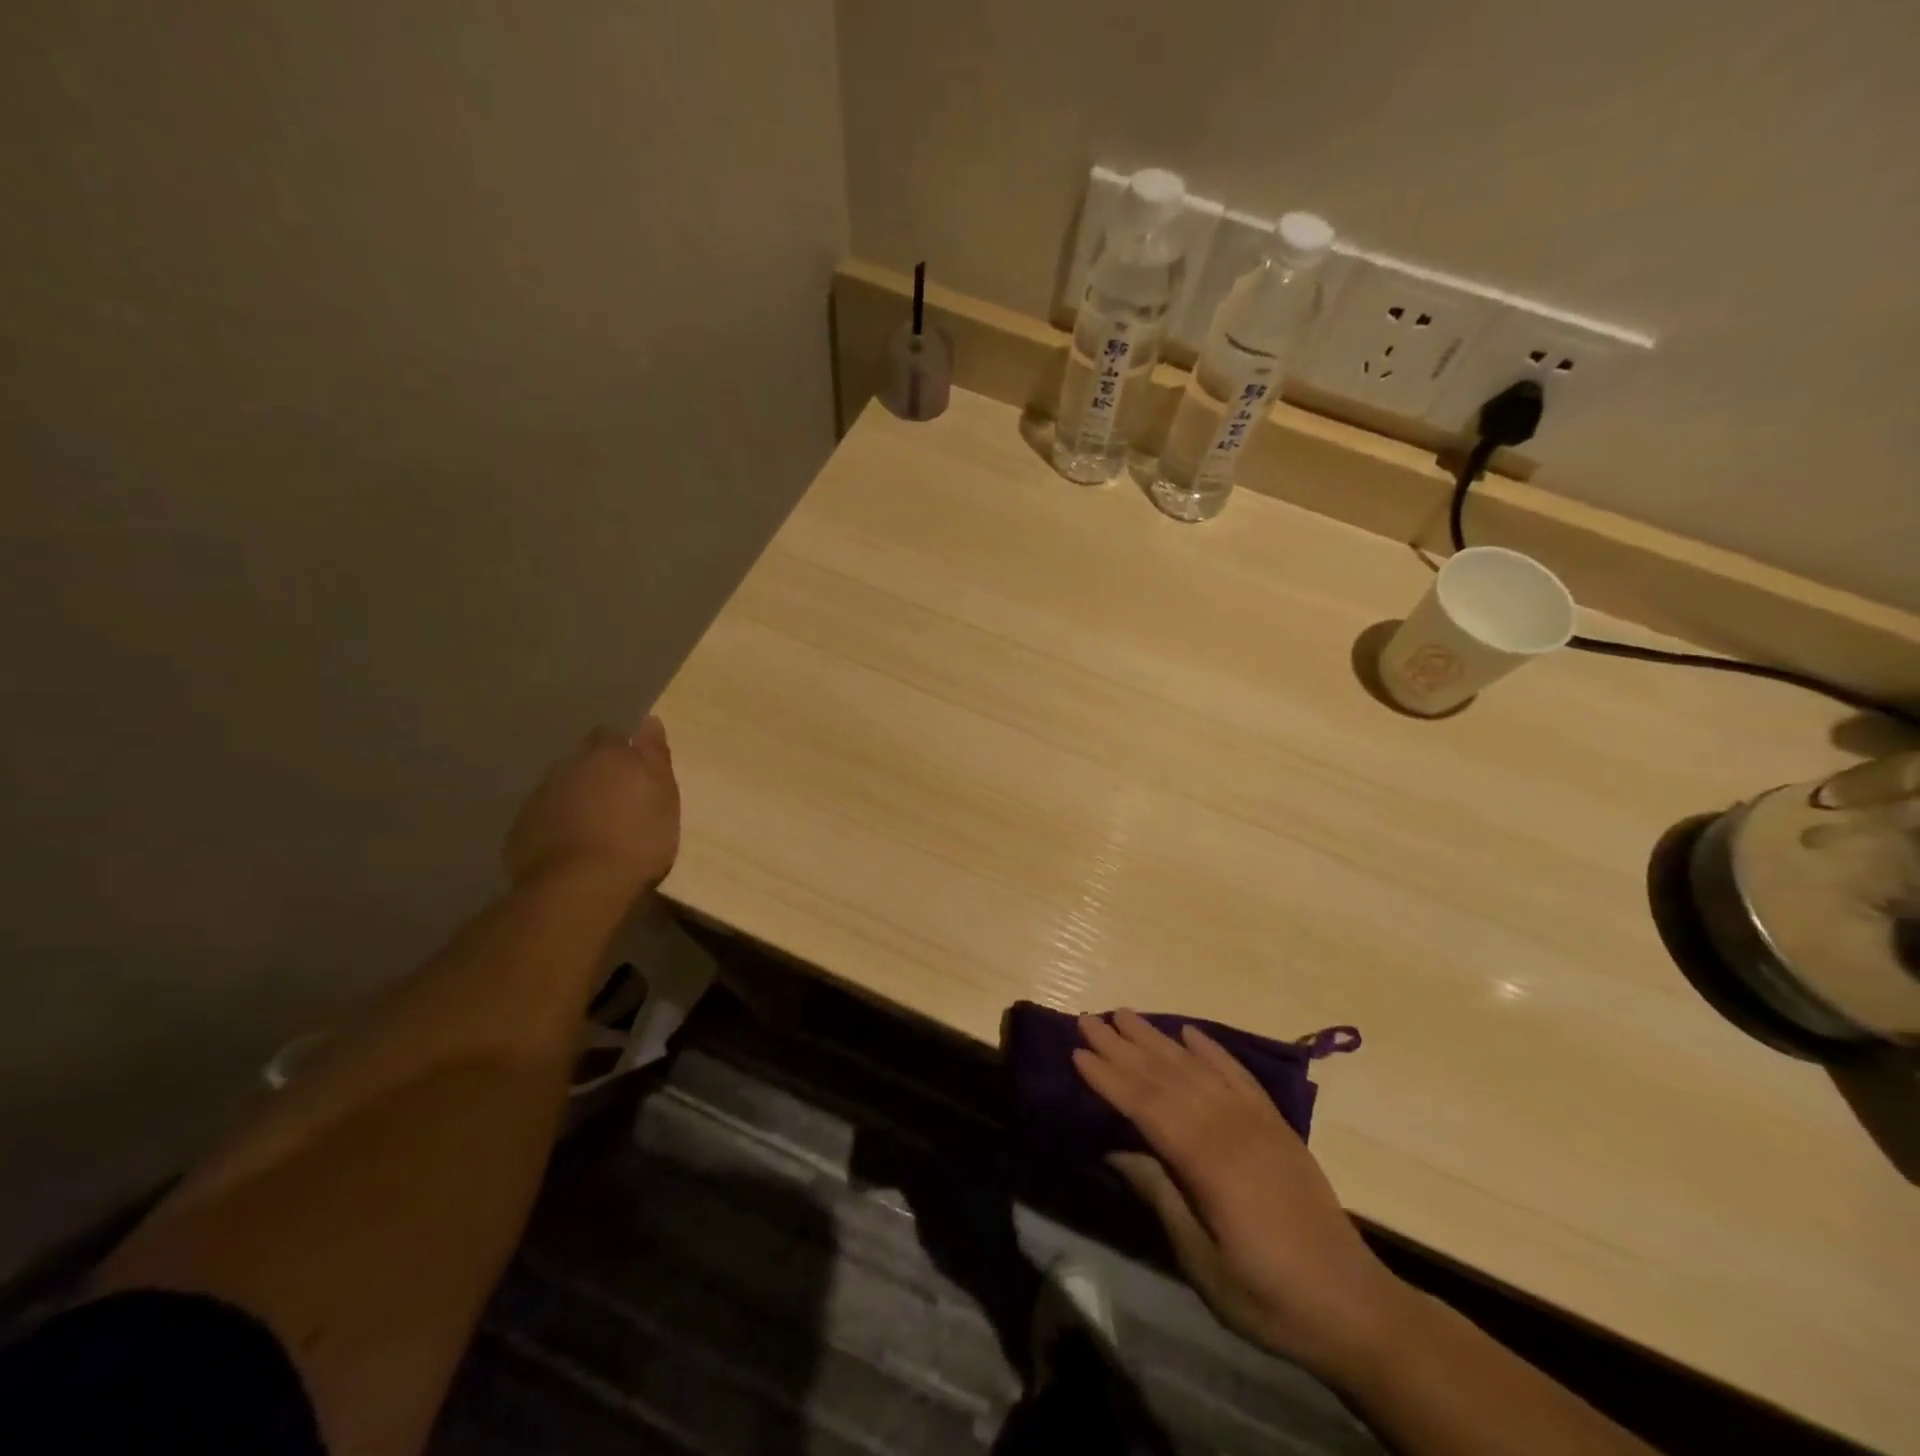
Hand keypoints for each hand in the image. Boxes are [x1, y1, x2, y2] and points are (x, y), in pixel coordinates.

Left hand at [504, 717, 680, 895]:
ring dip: (575, 800)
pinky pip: (542, 819)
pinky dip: (556, 827)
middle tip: (616, 802)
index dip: (621, 750)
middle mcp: (568, 768)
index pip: (610, 736)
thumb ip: (655, 756)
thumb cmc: (638, 839)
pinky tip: (571, 850)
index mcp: (607, 756)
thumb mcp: (665, 796)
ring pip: (560, 789)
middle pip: (582, 762)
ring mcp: (539, 798)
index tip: (634, 772)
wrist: (580, 887)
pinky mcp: (521, 829)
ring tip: (594, 830)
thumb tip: (649, 719)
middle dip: (595, 774)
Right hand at [1073, 1011, 1411, 1383]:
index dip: (1110, 1078)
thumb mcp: (1203, 1261)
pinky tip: (1190, 1033)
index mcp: (1210, 1162)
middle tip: (1088, 1020)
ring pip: (1197, 1067)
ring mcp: (1257, 1121)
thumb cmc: (1269, 1294)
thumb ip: (1161, 1195)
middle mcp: (1231, 1127)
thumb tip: (1115, 1148)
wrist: (1355, 1306)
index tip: (1077, 1052)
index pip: (1147, 1106)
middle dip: (1123, 1047)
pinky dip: (1211, 1050)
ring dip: (1157, 1039)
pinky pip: (1237, 1074)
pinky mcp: (1276, 1124)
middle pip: (1167, 1076)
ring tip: (1124, 1015)